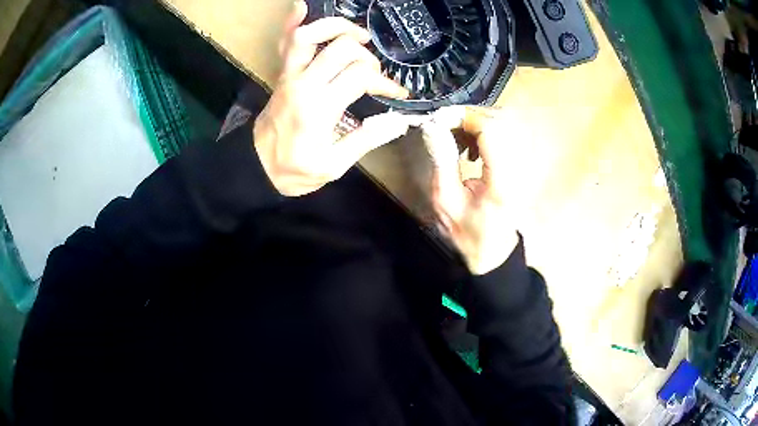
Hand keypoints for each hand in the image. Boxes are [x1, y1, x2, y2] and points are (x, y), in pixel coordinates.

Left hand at [254, 1, 412, 196]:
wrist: (257, 167)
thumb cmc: (295, 170)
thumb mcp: (334, 165)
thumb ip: (366, 140)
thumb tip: (399, 121)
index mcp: (320, 108)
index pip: (360, 76)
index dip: (384, 82)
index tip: (396, 93)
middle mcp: (304, 83)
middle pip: (341, 48)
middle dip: (366, 56)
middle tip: (373, 72)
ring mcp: (290, 75)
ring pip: (309, 35)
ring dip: (336, 27)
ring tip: (357, 36)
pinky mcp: (282, 73)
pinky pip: (286, 42)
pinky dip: (294, 22)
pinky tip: (303, 8)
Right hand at [422, 106, 518, 274]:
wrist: (493, 252)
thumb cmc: (467, 232)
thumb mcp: (445, 201)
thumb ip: (442, 161)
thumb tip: (433, 127)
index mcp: (502, 180)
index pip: (491, 131)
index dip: (465, 117)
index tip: (440, 119)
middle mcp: (519, 167)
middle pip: (500, 121)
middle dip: (469, 116)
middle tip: (445, 125)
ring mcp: (523, 165)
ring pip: (504, 124)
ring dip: (476, 123)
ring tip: (455, 136)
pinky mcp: (520, 164)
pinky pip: (504, 134)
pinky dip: (483, 131)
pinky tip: (469, 146)